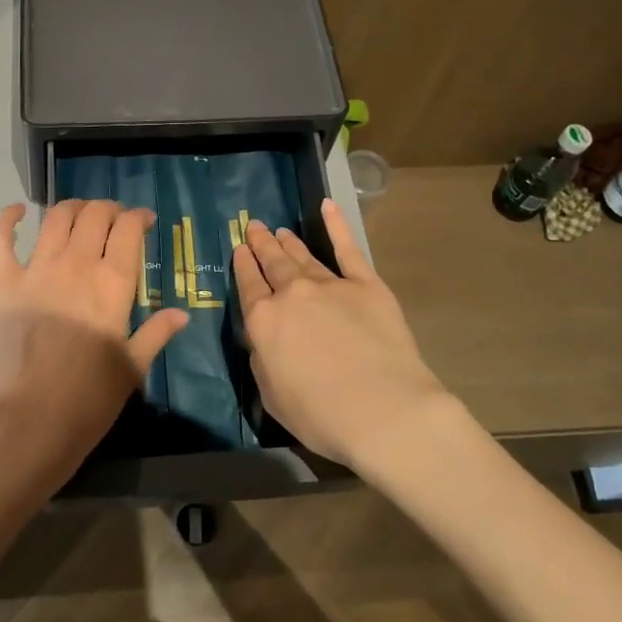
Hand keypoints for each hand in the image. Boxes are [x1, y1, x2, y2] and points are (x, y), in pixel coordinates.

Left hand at [0, 199, 189, 490]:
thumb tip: (182, 314)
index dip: (139, 217)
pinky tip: (17, 211)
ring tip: (81, 214)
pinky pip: (0, 241)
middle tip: (115, 220)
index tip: (145, 221)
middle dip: (109, 209)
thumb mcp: (133, 367)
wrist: (31, 421)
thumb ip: (157, 333)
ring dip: (72, 208)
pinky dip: (7, 219)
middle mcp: (75, 264)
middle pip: (94, 215)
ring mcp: (36, 271)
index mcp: (112, 282)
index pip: (128, 229)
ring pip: (55, 218)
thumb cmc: (90, 398)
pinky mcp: (5, 284)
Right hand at [233, 199, 452, 466]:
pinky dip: (337, 225)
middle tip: (256, 228)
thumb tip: (264, 340)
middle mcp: (292, 294)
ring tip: (280, 230)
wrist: (383, 410)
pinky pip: (348, 249)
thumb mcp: (272, 396)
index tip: (239, 250)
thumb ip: (263, 361)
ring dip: (289, 242)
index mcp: (264, 321)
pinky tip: (328, 206)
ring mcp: (330, 285)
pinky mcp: (366, 284)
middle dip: (262, 245)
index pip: (248, 286)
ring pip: (303, 256)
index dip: (242, 266)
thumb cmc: (321, 415)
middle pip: (273, 263)